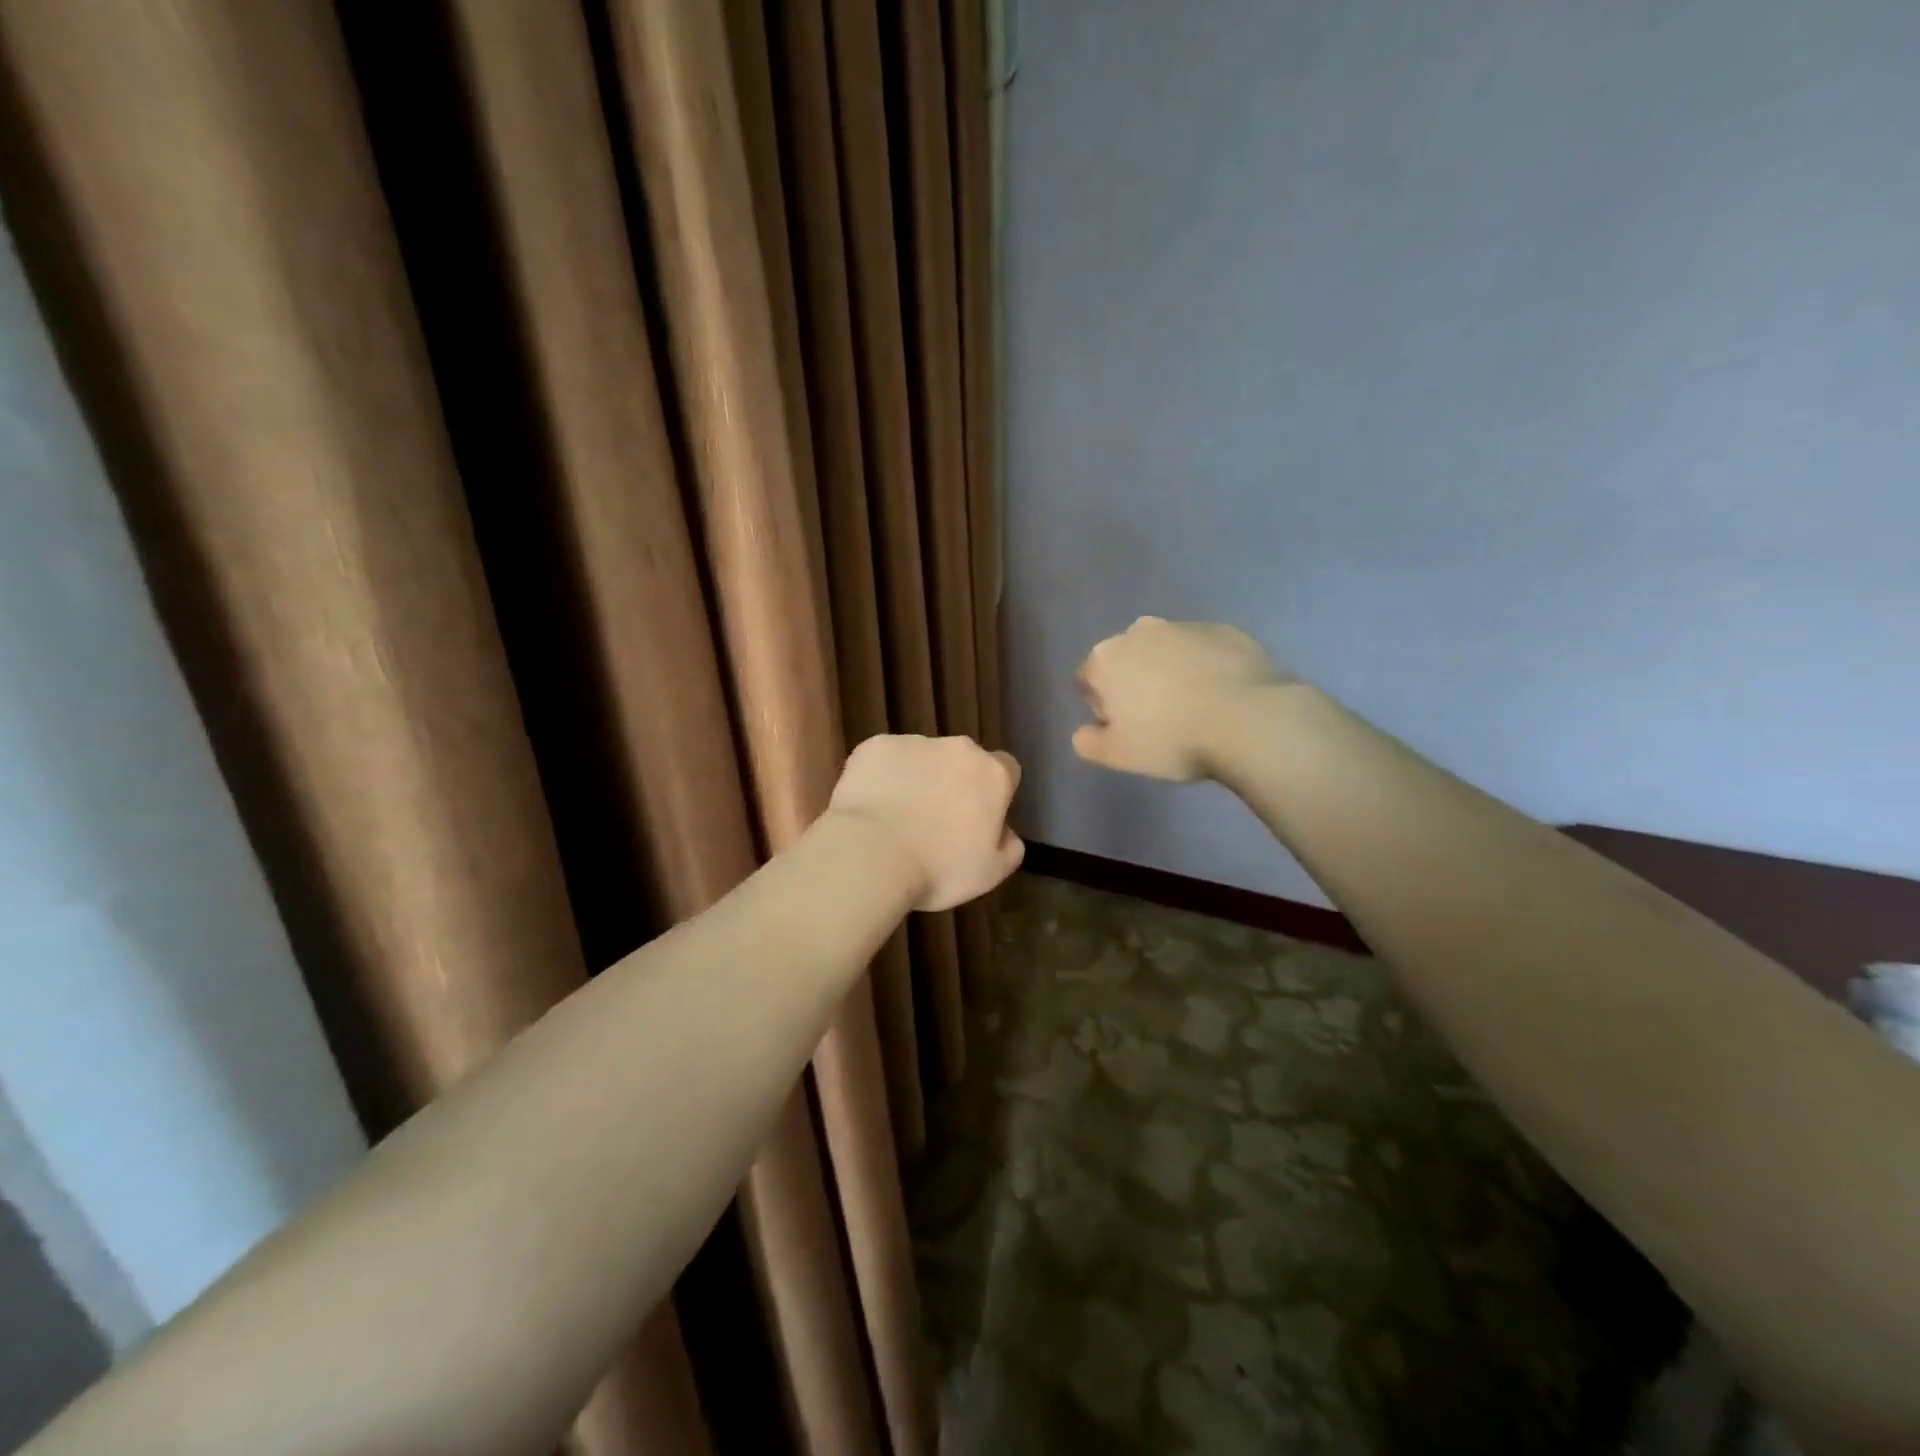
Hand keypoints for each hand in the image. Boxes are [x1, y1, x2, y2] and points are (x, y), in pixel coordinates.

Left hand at [826, 735, 1024, 911]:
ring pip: (922, 758)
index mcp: (992, 775)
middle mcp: (958, 748)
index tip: (980, 818)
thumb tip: (1007, 833)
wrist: (871, 854)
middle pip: (963, 760)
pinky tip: (871, 807)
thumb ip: (1009, 848)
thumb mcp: (990, 874)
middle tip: (936, 821)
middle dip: (954, 782)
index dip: (994, 793)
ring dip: (917, 779)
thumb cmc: (939, 868)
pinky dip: (881, 776)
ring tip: (897, 817)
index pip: (1006, 770)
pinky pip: (885, 759)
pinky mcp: (875, 746)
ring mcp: (914, 742)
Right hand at [1073, 617, 1289, 780]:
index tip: (1124, 728)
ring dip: (1170, 672)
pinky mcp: (1224, 629)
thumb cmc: (1171, 739)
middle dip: (1134, 682)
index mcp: (1105, 658)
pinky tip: (1221, 695)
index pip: (1087, 680)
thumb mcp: (1118, 755)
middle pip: (1126, 659)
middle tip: (1157, 719)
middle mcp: (1139, 632)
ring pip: (1165, 651)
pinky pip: (1202, 650)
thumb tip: (1083, 732)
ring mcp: (1184, 626)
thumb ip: (1088, 743)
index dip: (1101, 707)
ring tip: (1193, 707)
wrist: (1248, 720)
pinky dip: (1204, 667)